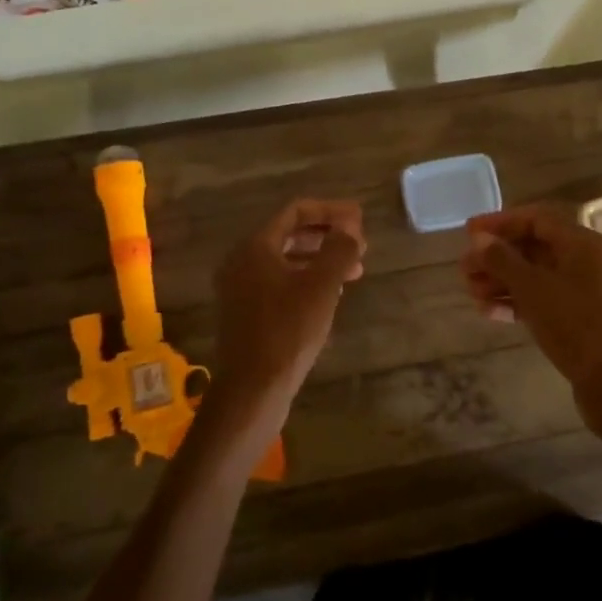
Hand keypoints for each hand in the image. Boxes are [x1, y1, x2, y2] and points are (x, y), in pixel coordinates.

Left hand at [196, 199, 364, 462]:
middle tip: (360, 245)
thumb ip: (338, 249)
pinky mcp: (247, 312)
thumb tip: (350, 227)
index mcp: (255, 246)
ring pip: (287, 261)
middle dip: (327, 236)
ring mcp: (241, 288)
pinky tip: (331, 295)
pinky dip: (306, 280)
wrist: (252, 389)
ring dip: (321, 260)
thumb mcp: (321, 286)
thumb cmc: (288, 330)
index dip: (331, 211)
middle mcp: (242, 261)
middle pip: (290, 234)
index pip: (295, 211)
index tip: (360, 219)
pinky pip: (280, 282)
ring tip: (354, 271)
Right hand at [461, 205, 601, 409]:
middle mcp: (587, 260)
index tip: (469, 232)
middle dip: (496, 258)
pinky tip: (489, 311)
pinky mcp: (581, 316)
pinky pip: (544, 298)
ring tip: (471, 292)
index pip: (536, 219)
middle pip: (534, 248)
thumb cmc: (574, 324)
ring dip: (502, 281)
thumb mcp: (532, 288)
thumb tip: (479, 239)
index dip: (500, 223)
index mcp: (583, 243)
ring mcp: (585, 290)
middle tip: (465, 268)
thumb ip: (502, 259)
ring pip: (536, 275)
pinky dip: (518, 300)